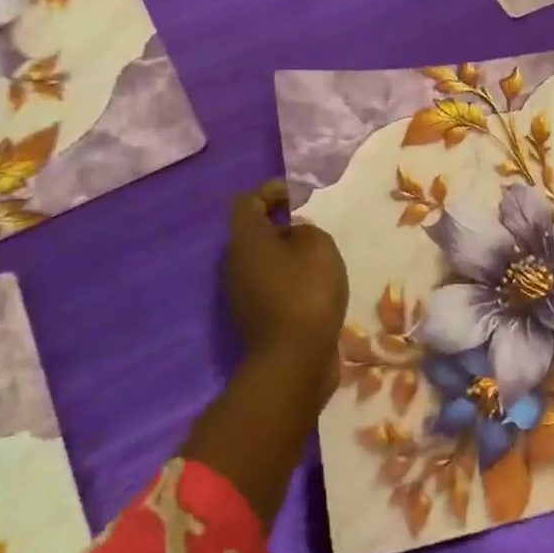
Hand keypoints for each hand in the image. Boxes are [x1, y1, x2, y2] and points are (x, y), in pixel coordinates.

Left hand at [225, 180, 348, 383]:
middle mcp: (235, 264)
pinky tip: (314, 285)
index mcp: (246, 240)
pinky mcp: (255, 317)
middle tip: (311, 225)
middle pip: (253, 232)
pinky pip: (270, 284)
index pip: (247, 201)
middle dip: (280, 223)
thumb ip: (306, 228)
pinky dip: (289, 278)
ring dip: (286, 253)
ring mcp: (242, 294)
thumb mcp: (318, 245)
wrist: (294, 360)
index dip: (272, 191)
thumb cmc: (306, 291)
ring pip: (262, 260)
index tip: (300, 196)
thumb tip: (294, 234)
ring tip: (318, 256)